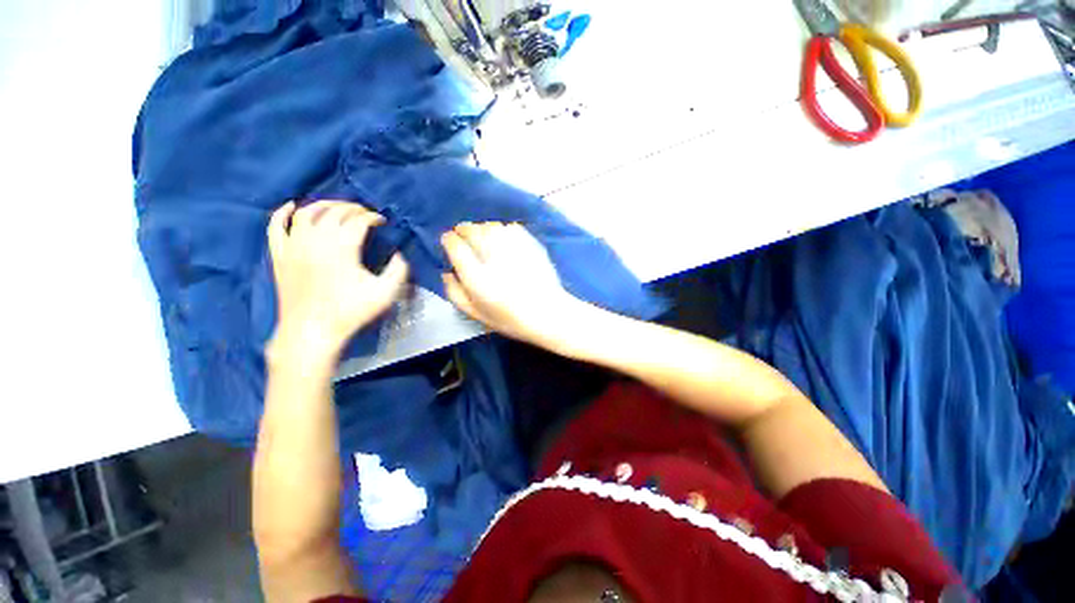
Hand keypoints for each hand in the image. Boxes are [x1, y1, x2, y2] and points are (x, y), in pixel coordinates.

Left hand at [267, 201, 408, 362]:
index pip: (359, 220)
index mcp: (343, 247)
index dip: (372, 217)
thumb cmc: (350, 311)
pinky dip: (283, 213)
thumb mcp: (385, 293)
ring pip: (306, 213)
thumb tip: (399, 255)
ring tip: (337, 206)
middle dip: (352, 207)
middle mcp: (316, 239)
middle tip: (364, 212)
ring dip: (324, 205)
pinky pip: (276, 226)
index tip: (382, 221)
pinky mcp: (279, 255)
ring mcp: (294, 245)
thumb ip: (398, 271)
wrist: (312, 330)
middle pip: (334, 211)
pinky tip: (292, 206)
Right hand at [441, 222, 580, 348]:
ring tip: (482, 237)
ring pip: (490, 226)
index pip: (455, 246)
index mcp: (477, 277)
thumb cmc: (510, 319)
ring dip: (481, 228)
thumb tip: (447, 272)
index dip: (449, 240)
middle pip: (472, 231)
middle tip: (462, 235)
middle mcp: (493, 258)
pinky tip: (503, 239)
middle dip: (463, 230)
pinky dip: (501, 229)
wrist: (548, 313)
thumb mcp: (476, 314)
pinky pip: (510, 228)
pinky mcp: (530, 244)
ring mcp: (514, 248)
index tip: (449, 241)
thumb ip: (455, 293)